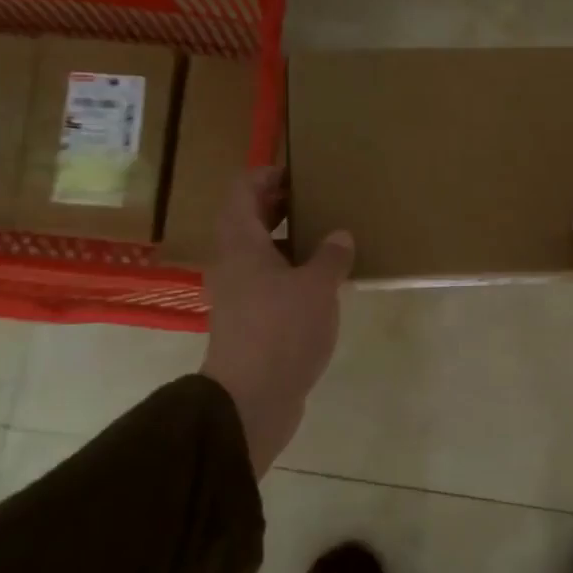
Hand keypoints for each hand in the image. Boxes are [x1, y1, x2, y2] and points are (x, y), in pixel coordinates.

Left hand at [201, 168, 354, 475]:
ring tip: (327, 238)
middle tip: (319, 201)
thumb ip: (331, 256)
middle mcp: (232, 262)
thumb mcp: (317, 286)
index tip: (301, 174)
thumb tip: (340, 236)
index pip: (243, 190)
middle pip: (248, 219)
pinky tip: (322, 282)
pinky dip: (290, 272)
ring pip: (259, 253)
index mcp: (240, 242)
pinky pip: (267, 282)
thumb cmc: (282, 330)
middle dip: (281, 205)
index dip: (268, 174)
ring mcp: (237, 294)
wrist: (252, 399)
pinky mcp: (249, 321)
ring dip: (288, 241)